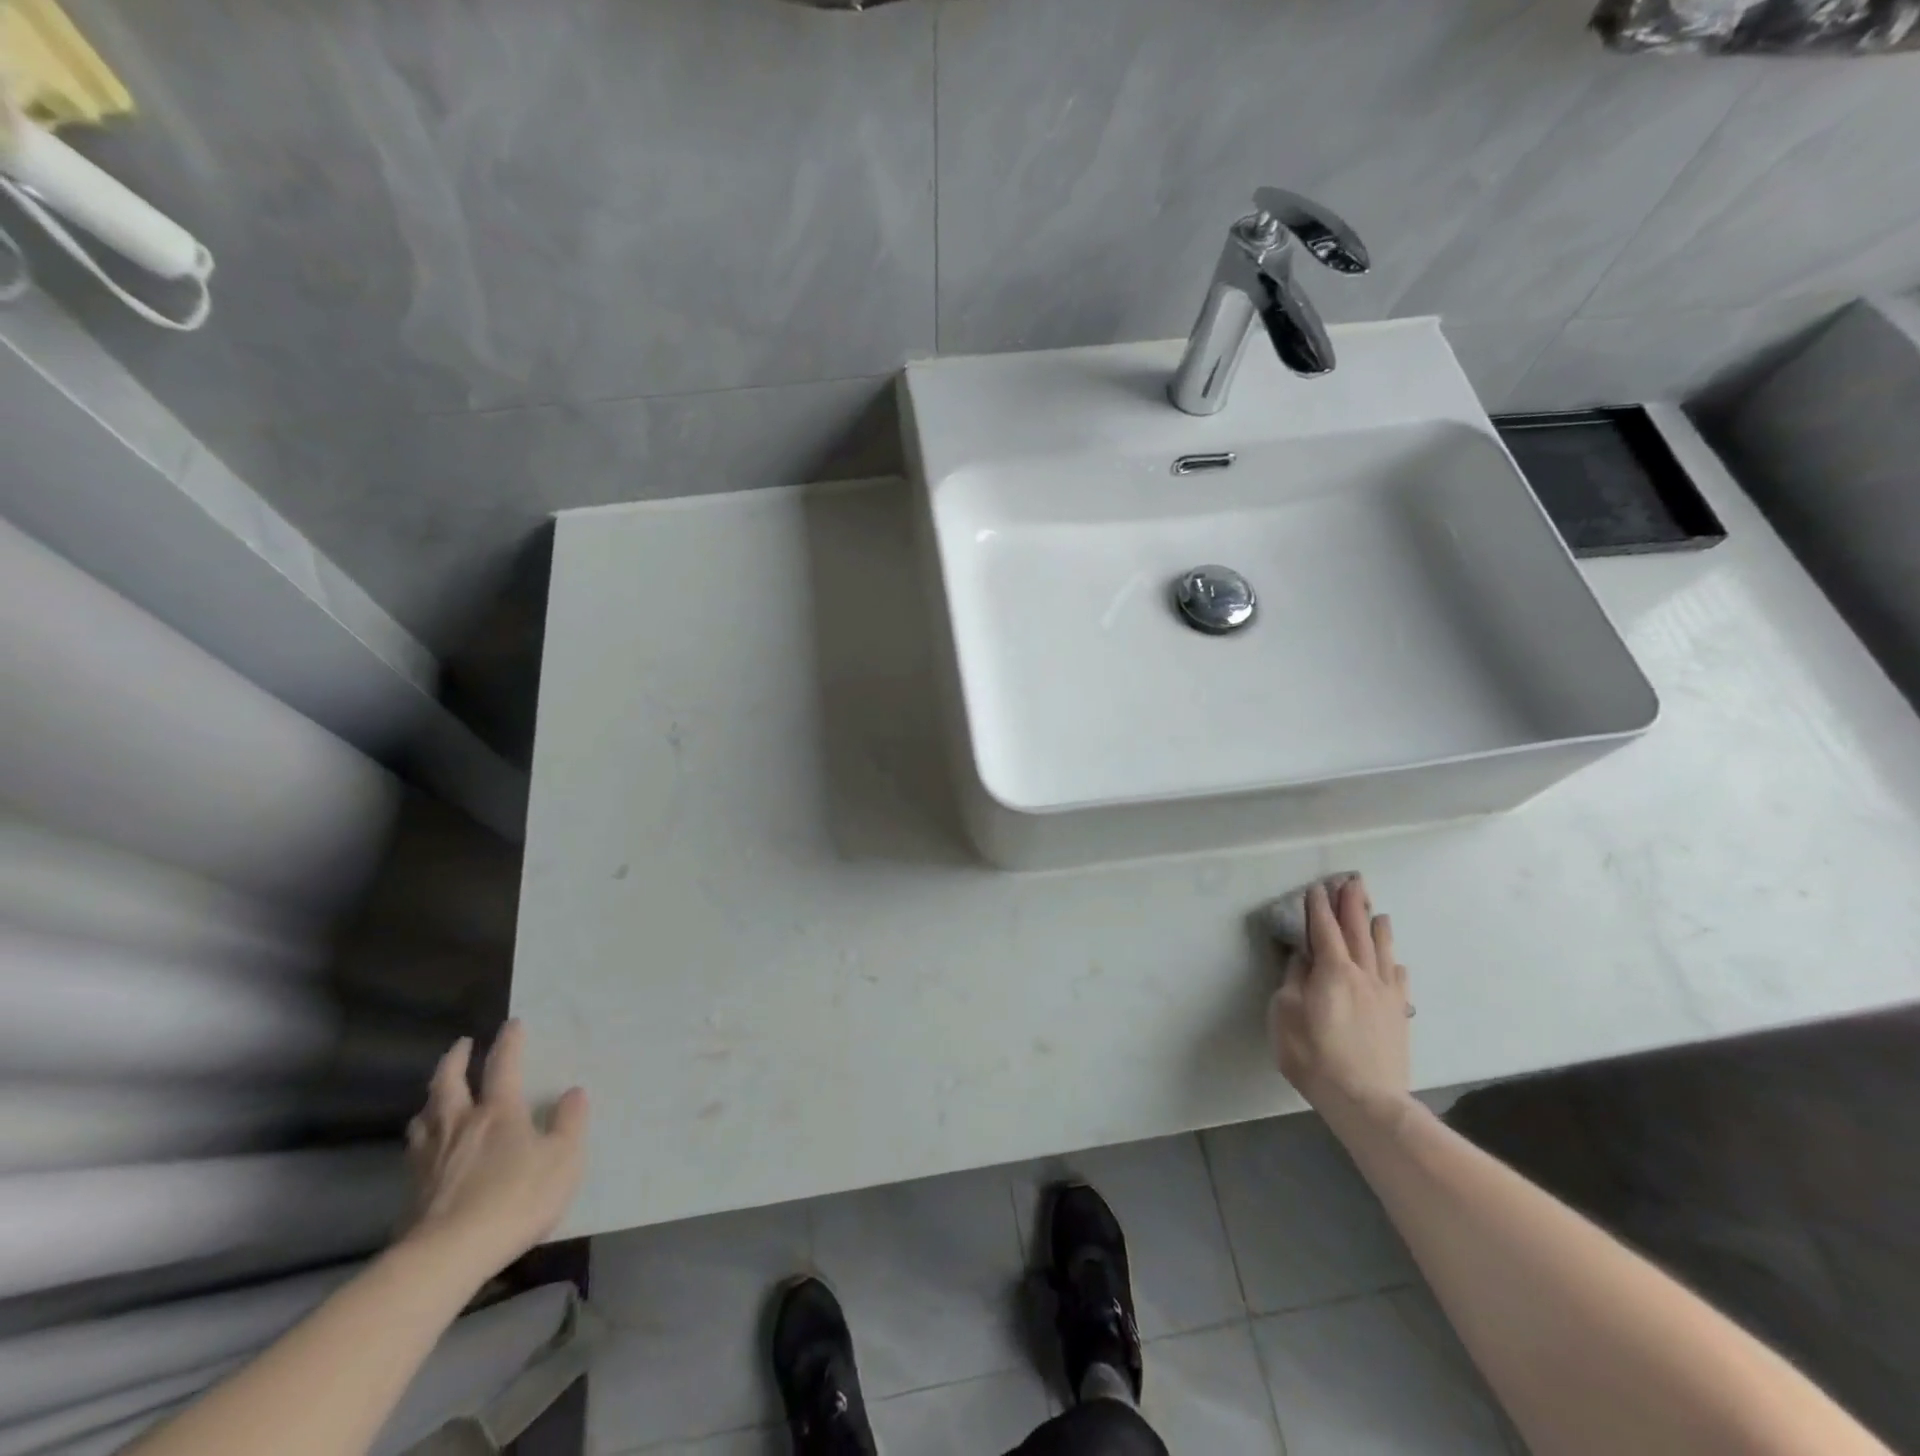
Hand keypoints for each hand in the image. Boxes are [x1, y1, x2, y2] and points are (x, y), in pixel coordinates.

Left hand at [400, 1020, 587, 1280]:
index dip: (509, 1042)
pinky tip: (423, 1146)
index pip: (503, 1065)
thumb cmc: (515, 1199)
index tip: (512, 1024)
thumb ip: (570, 1123)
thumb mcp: (563, 1160)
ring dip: (432, 1098)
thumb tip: (574, 1092)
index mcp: (499, 1111)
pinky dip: (420, 1136)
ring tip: (436, 1094)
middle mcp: (461, 1123)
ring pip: (425, 1115)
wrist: (447, 1257)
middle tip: (462, 1044)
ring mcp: (431, 1156)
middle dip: (455, 1059)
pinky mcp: (413, 1189)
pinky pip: (414, 1150)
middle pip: (449, 1082)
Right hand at [1268, 875, 1411, 1130]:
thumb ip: (1293, 980)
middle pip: (1358, 932)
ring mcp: (1385, 995)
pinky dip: (1393, 964)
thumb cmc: (1314, 1055)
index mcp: (1332, 970)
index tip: (1317, 888)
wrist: (1366, 1100)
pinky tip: (1394, 962)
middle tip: (1352, 881)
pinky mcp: (1398, 1016)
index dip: (1319, 907)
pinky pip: (1397, 981)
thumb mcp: (1285, 1014)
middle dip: (1352, 905)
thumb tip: (1301, 958)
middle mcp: (1363, 974)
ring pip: (1382, 952)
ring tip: (1377, 912)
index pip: (1324, 929)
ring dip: (1377, 928)